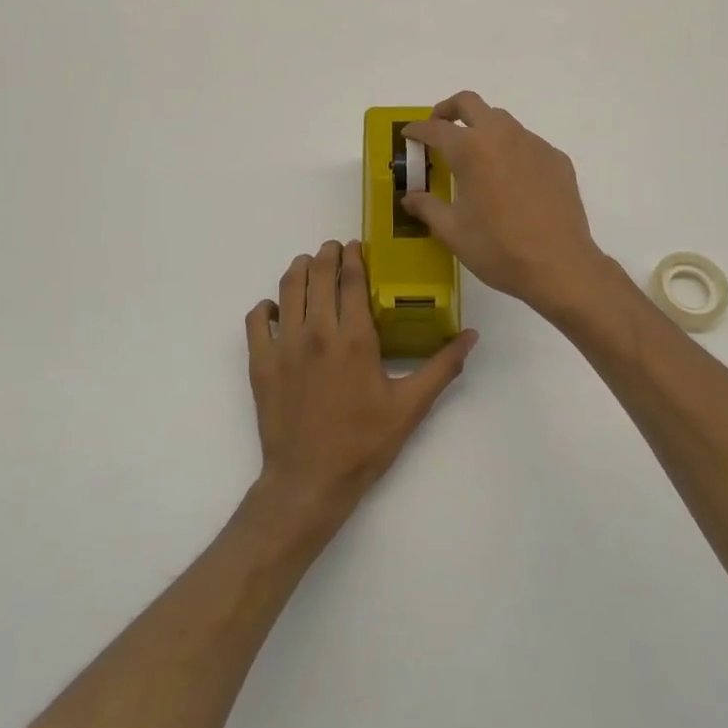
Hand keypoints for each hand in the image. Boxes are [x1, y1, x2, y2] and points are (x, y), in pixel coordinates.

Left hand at [244, 240, 477, 529]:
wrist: (309, 482)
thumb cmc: (363, 443)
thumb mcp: (410, 407)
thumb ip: (442, 367)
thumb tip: (471, 335)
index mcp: (354, 338)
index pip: (351, 280)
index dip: (354, 257)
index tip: (357, 245)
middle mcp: (317, 332)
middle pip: (317, 274)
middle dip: (326, 255)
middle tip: (334, 250)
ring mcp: (284, 346)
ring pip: (287, 289)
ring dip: (298, 270)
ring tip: (308, 265)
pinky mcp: (260, 363)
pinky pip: (256, 320)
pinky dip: (265, 307)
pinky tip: (277, 309)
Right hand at [402, 92, 609, 317]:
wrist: (559, 266)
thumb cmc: (498, 248)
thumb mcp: (452, 231)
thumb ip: (427, 207)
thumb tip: (409, 197)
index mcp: (471, 149)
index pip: (435, 128)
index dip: (417, 130)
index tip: (408, 135)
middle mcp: (502, 136)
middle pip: (469, 103)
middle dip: (448, 110)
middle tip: (438, 128)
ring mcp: (534, 144)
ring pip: (501, 120)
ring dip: (481, 128)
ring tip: (474, 156)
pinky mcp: (556, 158)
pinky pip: (527, 142)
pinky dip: (510, 150)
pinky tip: (510, 180)